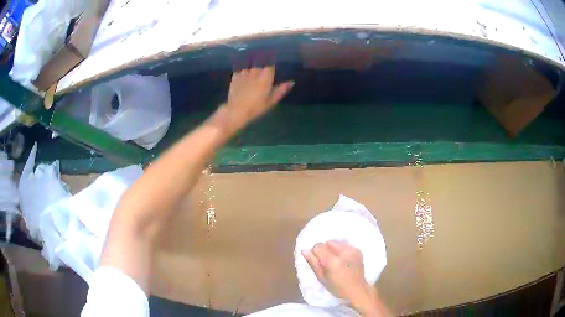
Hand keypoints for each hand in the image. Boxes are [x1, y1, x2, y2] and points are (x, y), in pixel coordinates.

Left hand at [225, 67, 292, 129]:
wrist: (236, 110)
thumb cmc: (256, 107)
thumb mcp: (271, 101)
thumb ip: (281, 90)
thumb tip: (291, 82)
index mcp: (266, 76)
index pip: (271, 65)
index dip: (271, 66)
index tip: (272, 70)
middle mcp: (255, 71)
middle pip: (260, 63)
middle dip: (262, 66)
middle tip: (262, 73)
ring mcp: (244, 72)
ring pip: (250, 65)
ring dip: (252, 68)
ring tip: (252, 74)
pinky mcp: (235, 75)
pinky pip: (241, 69)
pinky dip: (243, 71)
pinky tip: (243, 77)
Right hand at [302, 241, 370, 303]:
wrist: (357, 289)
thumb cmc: (337, 287)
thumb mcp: (321, 278)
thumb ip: (313, 263)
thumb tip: (304, 250)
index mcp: (332, 261)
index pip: (318, 247)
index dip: (315, 253)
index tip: (318, 262)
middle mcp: (343, 252)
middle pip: (327, 243)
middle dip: (325, 251)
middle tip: (327, 263)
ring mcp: (352, 250)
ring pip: (336, 243)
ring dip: (333, 250)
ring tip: (336, 261)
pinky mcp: (357, 250)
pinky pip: (344, 245)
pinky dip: (341, 251)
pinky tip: (344, 261)